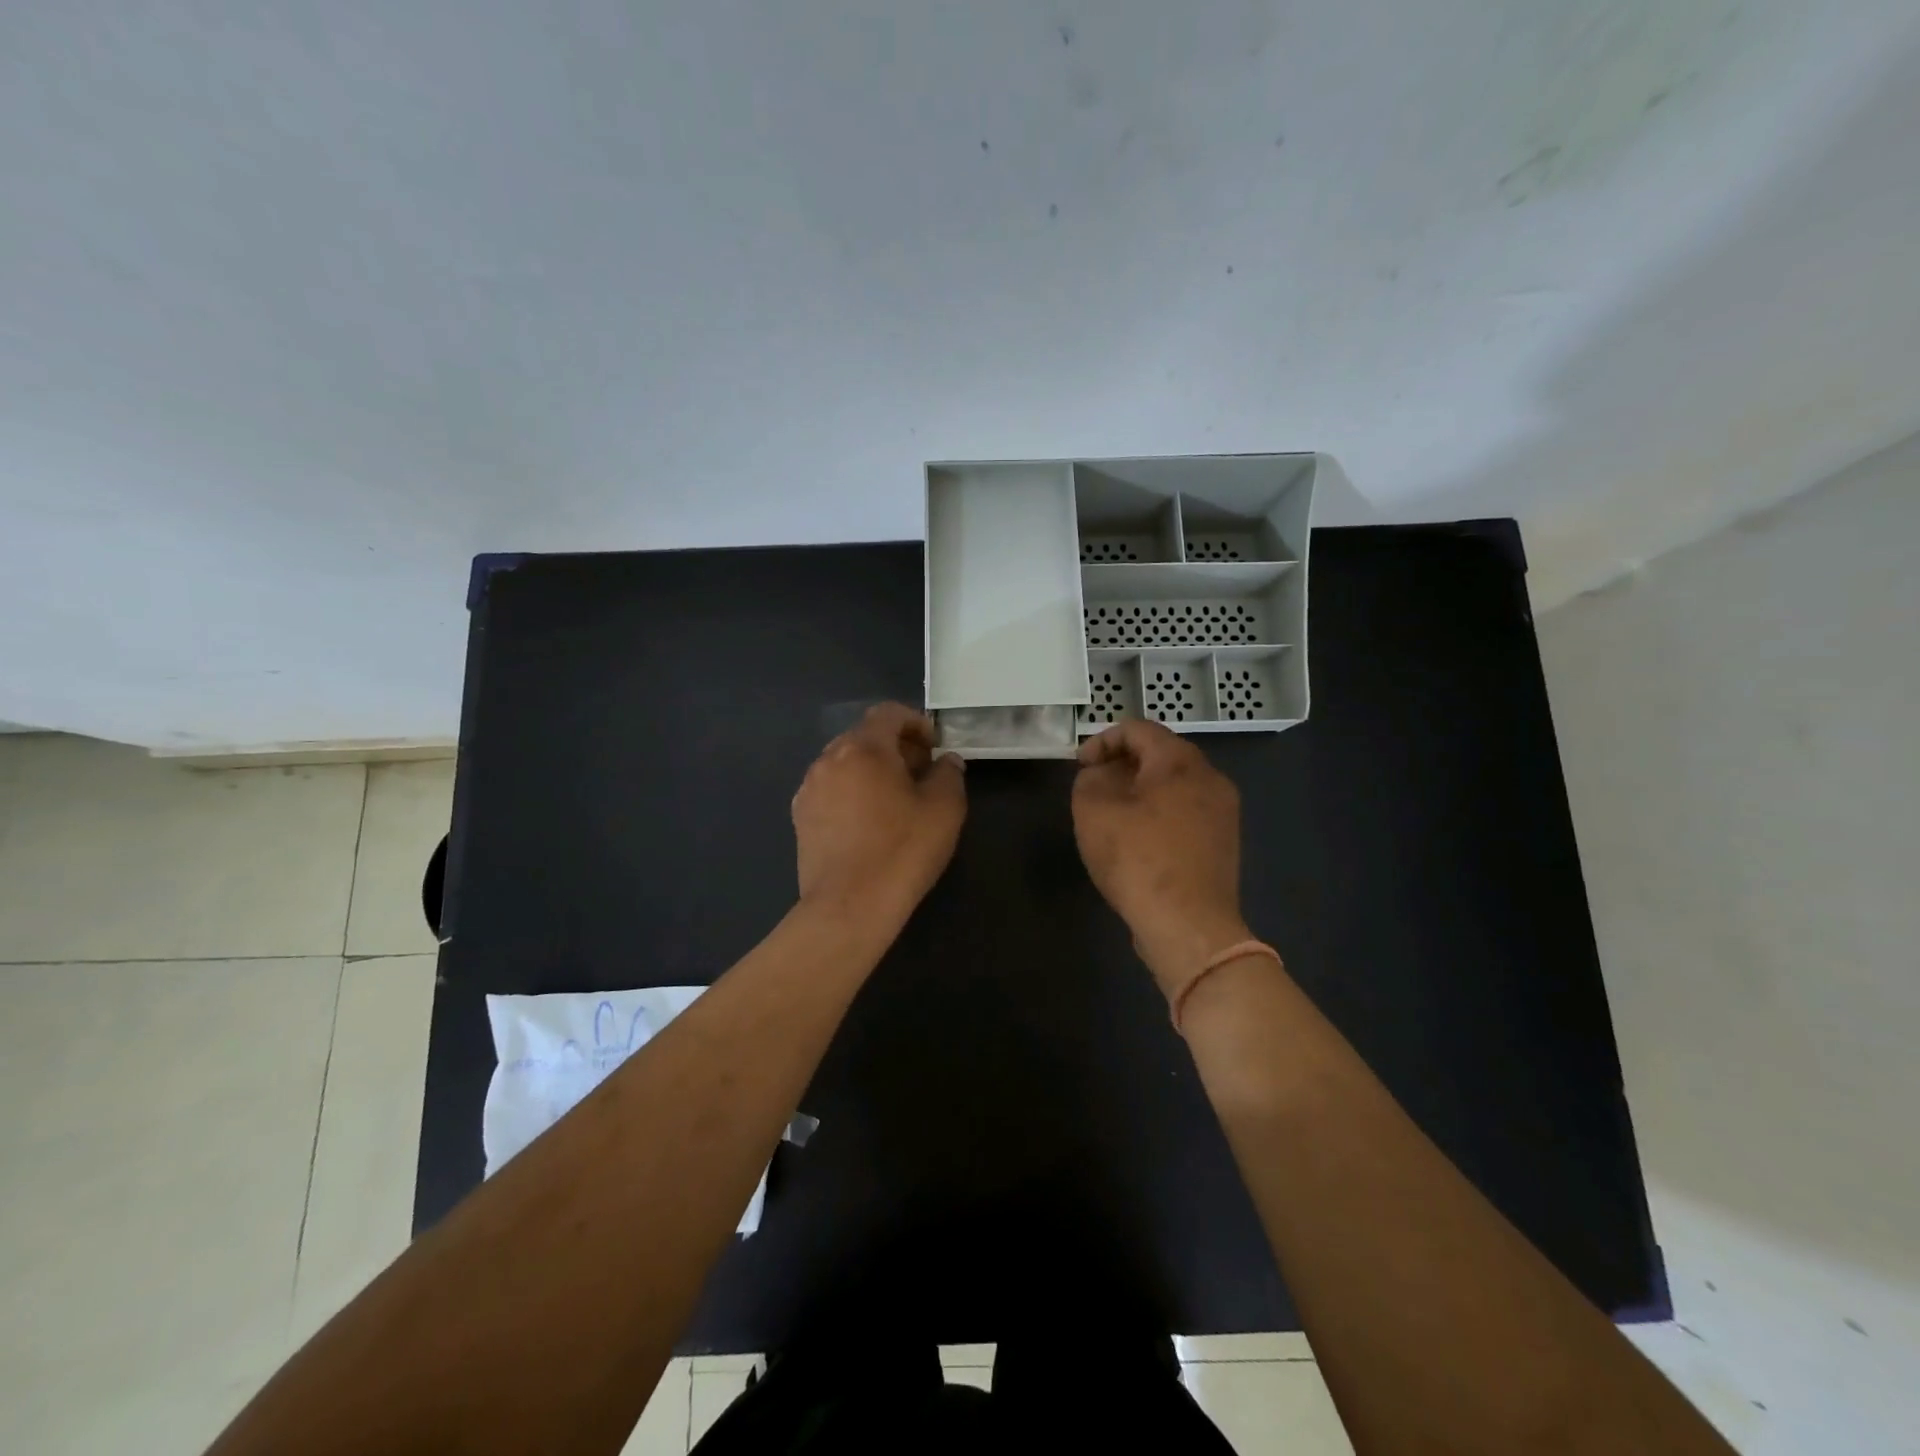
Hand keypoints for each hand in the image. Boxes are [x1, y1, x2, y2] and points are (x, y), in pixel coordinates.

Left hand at [792, 703, 966, 919]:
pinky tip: (867, 822)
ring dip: (871, 770)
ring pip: (845, 763)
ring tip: (895, 799)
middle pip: (864, 736)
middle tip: (920, 773)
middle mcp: (829, 759)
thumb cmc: (902, 850)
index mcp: (864, 748)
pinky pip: (830, 789)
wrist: (849, 905)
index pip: (888, 713)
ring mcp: (809, 788)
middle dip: (894, 747)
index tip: (934, 747)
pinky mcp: (800, 818)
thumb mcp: (944, 809)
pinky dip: (851, 792)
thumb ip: (949, 774)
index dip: (915, 722)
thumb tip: (946, 762)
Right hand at [1072, 719, 1249, 998]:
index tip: (1079, 766)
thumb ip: (1089, 780)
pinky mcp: (1223, 844)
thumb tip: (1100, 775)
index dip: (1102, 740)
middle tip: (1093, 787)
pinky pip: (1185, 813)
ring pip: (1174, 786)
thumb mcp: (1093, 811)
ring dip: (1140, 791)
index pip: (1138, 729)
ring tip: (1111, 815)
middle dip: (1122, 765)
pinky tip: (1137, 841)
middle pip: (1160, 755)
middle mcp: (1210, 779)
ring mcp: (1223, 813)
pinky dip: (1158, 814)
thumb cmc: (1138, 859)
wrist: (1189, 926)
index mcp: (1181, 762)